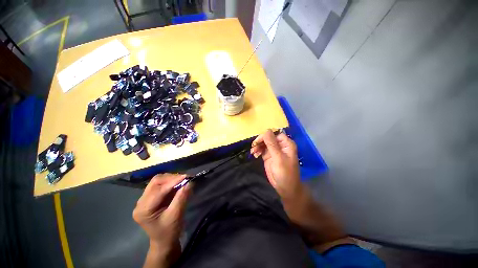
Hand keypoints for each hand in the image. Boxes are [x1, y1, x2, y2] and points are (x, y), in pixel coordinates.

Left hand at [133, 174, 190, 264]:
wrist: (164, 241)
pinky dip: (171, 182)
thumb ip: (182, 197)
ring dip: (171, 178)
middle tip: (186, 178)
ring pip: (158, 181)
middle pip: (156, 182)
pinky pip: (160, 184)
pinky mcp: (151, 197)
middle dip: (172, 178)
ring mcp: (144, 199)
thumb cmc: (169, 231)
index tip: (187, 177)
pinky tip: (178, 183)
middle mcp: (141, 202)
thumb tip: (190, 182)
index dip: (173, 181)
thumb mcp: (176, 215)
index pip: (158, 190)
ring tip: (183, 180)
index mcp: (143, 210)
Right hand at [250, 129, 302, 200]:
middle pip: (268, 137)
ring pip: (264, 143)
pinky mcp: (268, 156)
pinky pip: (261, 149)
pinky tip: (254, 154)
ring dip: (257, 146)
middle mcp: (280, 145)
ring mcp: (273, 150)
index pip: (275, 134)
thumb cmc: (285, 173)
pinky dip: (257, 150)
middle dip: (260, 141)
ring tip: (253, 152)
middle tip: (254, 146)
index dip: (266, 135)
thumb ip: (272, 144)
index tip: (258, 141)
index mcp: (286, 144)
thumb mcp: (278, 158)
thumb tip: (266, 130)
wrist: (285, 188)